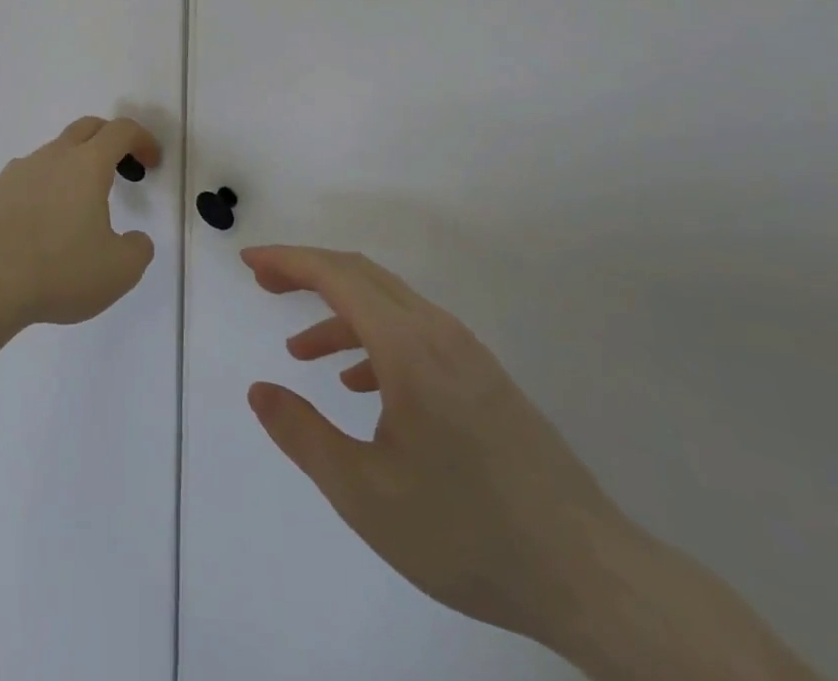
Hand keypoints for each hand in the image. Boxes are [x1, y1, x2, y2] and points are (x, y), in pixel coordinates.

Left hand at [0, 117, 160, 327]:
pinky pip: (27, 178)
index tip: (151, 162)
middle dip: (109, 140)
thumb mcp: (119, 270)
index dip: (142, 140)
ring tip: (79, 208)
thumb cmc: (60, 271)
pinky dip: (44, 189)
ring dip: (74, 167)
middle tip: (122, 168)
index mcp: (87, 165)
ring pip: (54, 153)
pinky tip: (42, 225)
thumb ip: (138, 249)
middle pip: (87, 128)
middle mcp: (52, 156)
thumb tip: (135, 240)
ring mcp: (18, 171)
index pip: (121, 131)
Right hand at [242, 245, 627, 649]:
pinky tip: (361, 385)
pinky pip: (414, 333)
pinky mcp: (484, 378)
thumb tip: (260, 389)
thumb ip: (303, 435)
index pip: (336, 276)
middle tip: (264, 285)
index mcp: (407, 347)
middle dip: (307, 272)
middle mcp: (437, 332)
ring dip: (339, 312)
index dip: (287, 261)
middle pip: (361, 275)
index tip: (249, 263)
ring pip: (388, 304)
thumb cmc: (467, 532)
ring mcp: (466, 353)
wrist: (589, 576)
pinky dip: (373, 339)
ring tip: (301, 350)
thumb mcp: (365, 494)